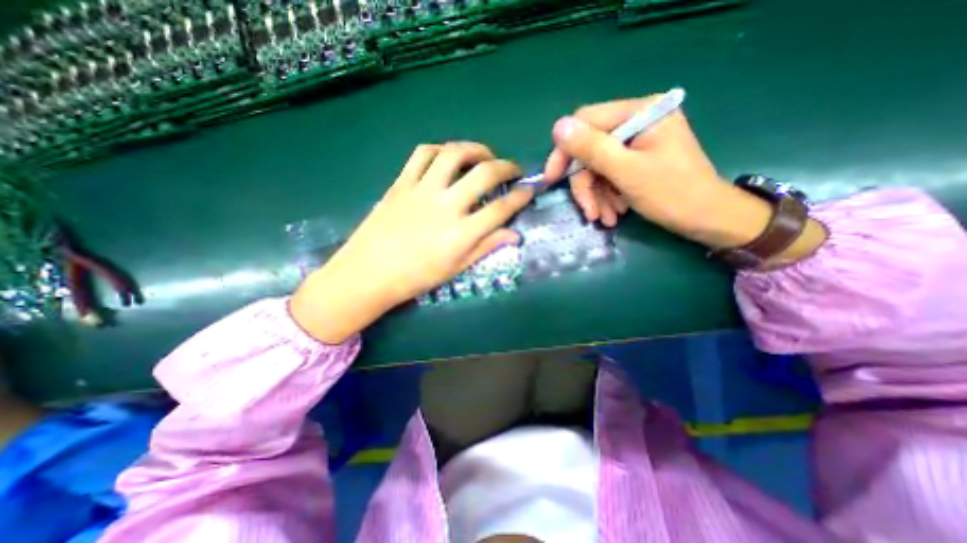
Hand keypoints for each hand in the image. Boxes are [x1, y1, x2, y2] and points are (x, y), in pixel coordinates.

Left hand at [296, 141, 535, 340]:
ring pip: (454, 154)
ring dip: (476, 149)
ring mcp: (422, 190)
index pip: (501, 208)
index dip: (521, 197)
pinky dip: (441, 149)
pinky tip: (448, 156)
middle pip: (484, 174)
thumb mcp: (456, 268)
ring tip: (485, 155)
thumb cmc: (416, 277)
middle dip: (507, 167)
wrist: (369, 273)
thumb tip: (515, 235)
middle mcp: (446, 206)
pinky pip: (422, 154)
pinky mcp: (401, 182)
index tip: (529, 190)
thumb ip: (486, 247)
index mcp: (461, 233)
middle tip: (513, 169)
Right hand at [543, 96, 774, 247]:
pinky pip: (609, 175)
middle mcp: (637, 121)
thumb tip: (557, 128)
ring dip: (597, 195)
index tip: (552, 179)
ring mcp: (637, 142)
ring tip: (605, 218)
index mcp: (641, 112)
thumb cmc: (673, 194)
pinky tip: (614, 213)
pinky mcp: (637, 159)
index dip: (565, 151)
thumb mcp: (628, 172)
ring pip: (597, 167)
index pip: (586, 122)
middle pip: (591, 149)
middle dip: (587, 184)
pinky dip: (607, 196)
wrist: (708, 219)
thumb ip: (593, 149)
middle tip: (589, 212)